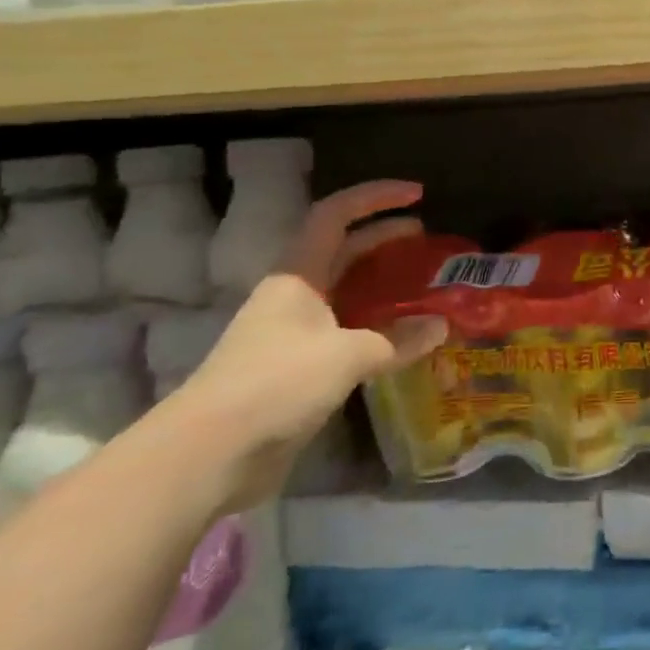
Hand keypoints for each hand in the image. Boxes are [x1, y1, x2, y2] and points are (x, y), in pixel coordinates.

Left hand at [165, 180, 446, 509]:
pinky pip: (346, 331)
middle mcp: (295, 295)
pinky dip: (377, 325)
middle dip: (383, 237)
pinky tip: (402, 337)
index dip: (375, 197)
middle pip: (342, 250)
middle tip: (426, 239)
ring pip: (345, 292)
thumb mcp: (345, 356)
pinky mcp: (298, 368)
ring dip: (382, 283)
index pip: (335, 215)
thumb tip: (440, 326)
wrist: (209, 454)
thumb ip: (396, 339)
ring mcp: (294, 332)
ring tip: (422, 285)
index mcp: (297, 275)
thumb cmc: (275, 384)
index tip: (418, 195)